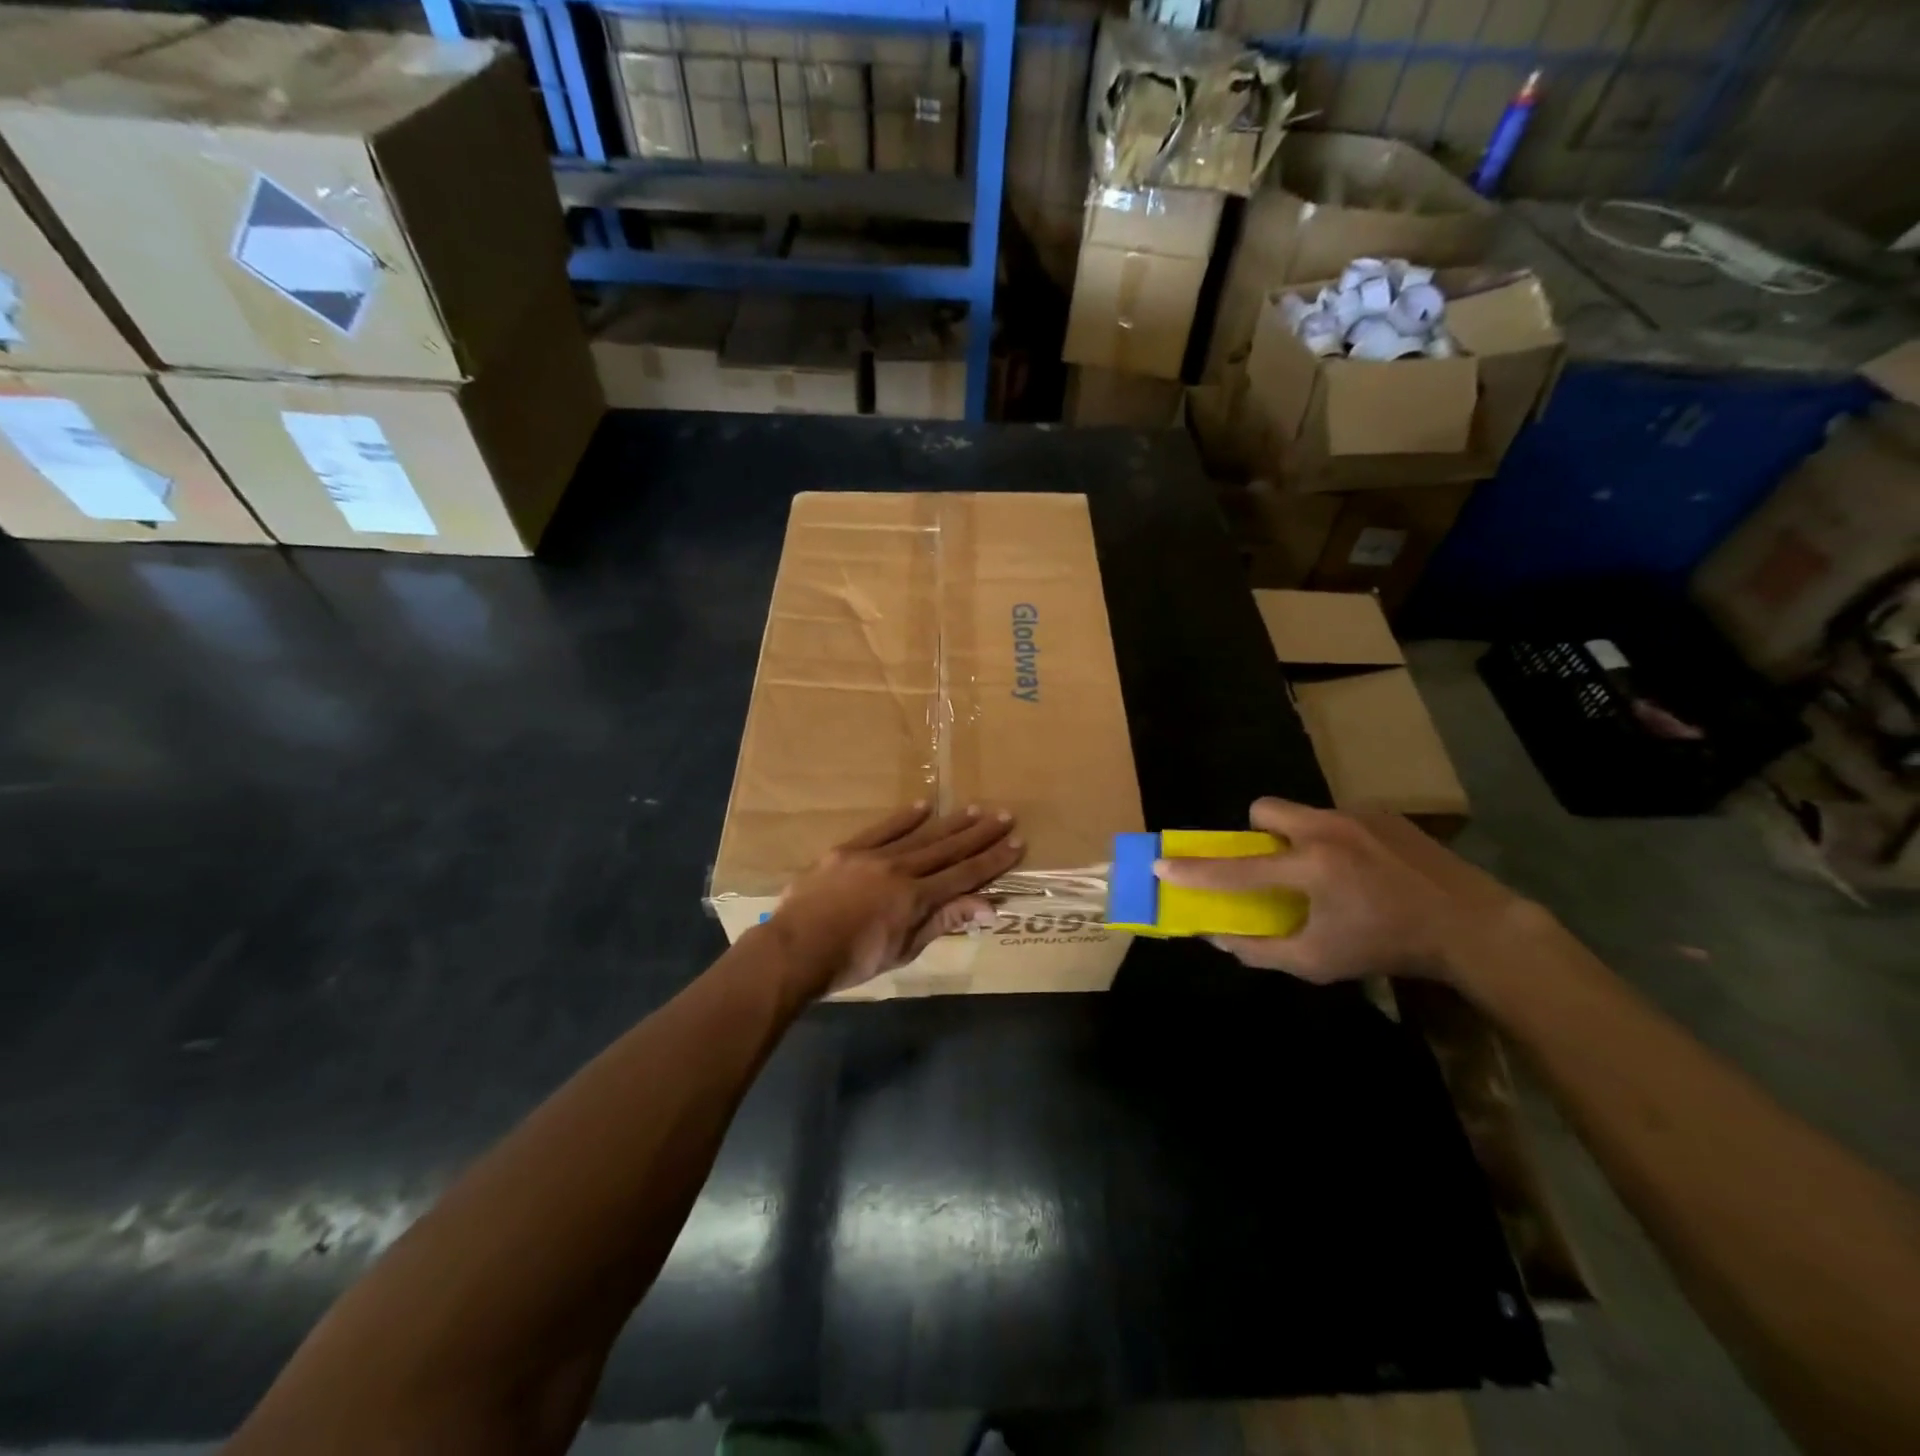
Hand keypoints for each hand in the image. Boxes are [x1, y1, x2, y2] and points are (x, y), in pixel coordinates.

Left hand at [769, 803, 1023, 996]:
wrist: (796, 948)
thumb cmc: (852, 961)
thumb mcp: (904, 949)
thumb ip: (943, 922)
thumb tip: (988, 907)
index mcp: (916, 898)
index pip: (964, 875)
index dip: (993, 861)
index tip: (1016, 843)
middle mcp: (901, 870)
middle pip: (948, 849)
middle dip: (979, 834)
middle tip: (1005, 815)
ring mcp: (874, 856)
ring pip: (920, 835)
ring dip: (950, 822)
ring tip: (975, 809)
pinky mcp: (848, 850)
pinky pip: (882, 829)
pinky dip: (904, 818)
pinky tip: (924, 806)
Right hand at [1153, 797, 1540, 984]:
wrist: (1474, 926)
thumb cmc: (1388, 948)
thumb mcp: (1320, 963)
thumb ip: (1261, 951)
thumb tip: (1217, 938)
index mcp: (1311, 868)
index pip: (1236, 868)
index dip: (1194, 871)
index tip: (1161, 865)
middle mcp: (1327, 830)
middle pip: (1263, 808)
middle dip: (1255, 833)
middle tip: (1274, 865)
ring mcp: (1357, 816)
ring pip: (1301, 813)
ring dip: (1298, 838)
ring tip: (1328, 873)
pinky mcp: (1383, 813)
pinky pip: (1336, 818)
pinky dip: (1334, 839)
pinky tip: (1364, 869)